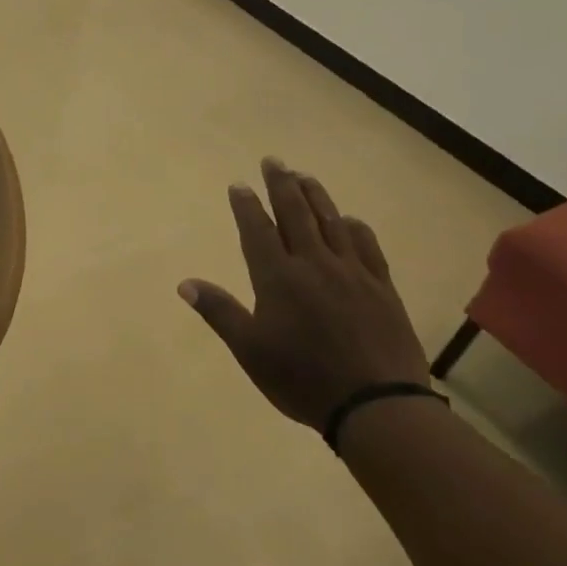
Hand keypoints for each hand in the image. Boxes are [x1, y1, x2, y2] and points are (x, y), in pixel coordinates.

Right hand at [179, 160, 428, 431]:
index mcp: (278, 278)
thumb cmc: (303, 379)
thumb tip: (185, 283)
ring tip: (304, 176)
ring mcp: (352, 272)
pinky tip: (350, 220)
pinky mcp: (381, 287)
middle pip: (296, 214)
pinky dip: (355, 227)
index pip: (258, 230)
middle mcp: (314, 264)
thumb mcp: (250, 350)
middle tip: (273, 161)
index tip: (239, 185)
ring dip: (316, 196)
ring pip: (331, 222)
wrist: (377, 404)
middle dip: (281, 185)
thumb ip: (219, 312)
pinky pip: (367, 246)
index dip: (247, 206)